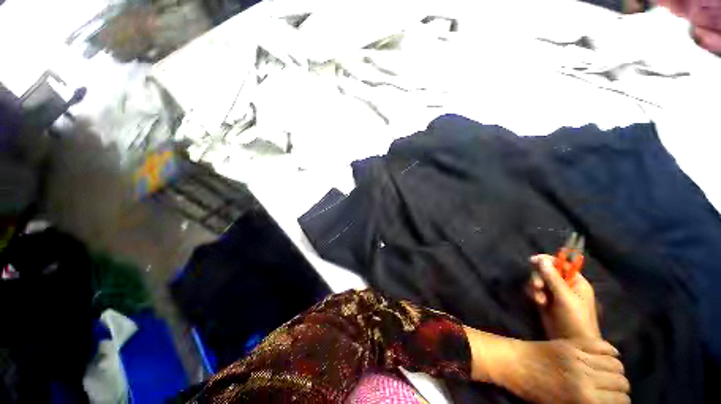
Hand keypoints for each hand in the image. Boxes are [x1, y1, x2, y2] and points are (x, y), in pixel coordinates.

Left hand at [499, 339, 629, 403]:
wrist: (513, 363)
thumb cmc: (534, 391)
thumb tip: (603, 403)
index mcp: (584, 398)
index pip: (620, 402)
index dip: (622, 403)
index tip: (619, 403)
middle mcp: (586, 378)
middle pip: (621, 382)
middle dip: (622, 388)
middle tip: (617, 390)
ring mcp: (578, 357)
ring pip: (615, 364)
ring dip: (618, 371)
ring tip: (614, 375)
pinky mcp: (570, 343)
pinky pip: (599, 344)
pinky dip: (610, 350)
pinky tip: (612, 356)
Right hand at [528, 254, 599, 338]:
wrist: (572, 343)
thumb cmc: (575, 319)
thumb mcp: (564, 297)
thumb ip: (552, 277)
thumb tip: (541, 258)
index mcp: (575, 282)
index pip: (561, 264)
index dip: (547, 260)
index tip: (533, 260)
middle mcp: (565, 285)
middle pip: (546, 271)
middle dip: (539, 277)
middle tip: (537, 286)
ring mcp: (554, 294)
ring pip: (539, 281)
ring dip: (535, 287)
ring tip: (538, 299)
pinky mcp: (545, 302)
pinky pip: (535, 290)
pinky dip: (534, 294)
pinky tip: (537, 302)